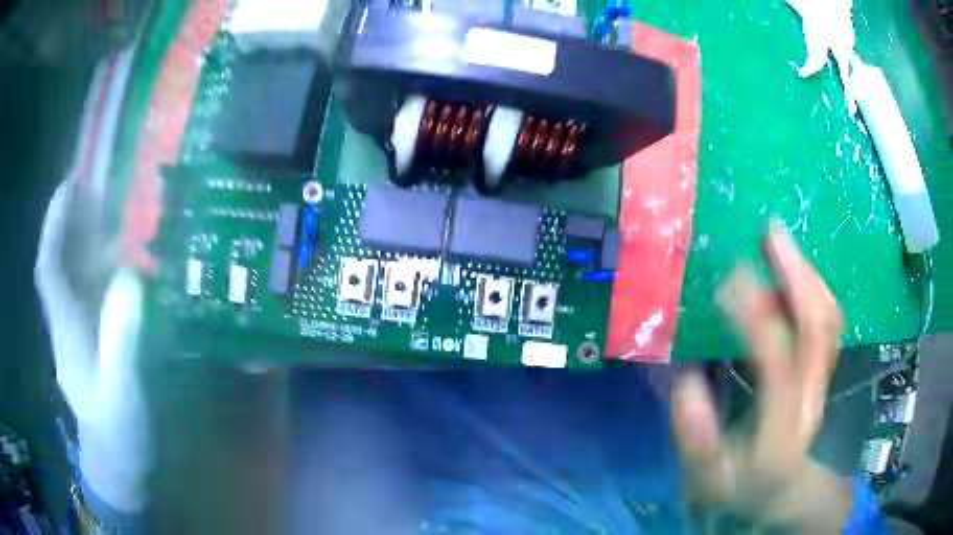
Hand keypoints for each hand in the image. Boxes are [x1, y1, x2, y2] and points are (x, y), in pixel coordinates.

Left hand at [35, 181, 151, 513]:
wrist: (117, 463)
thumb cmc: (118, 433)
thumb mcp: (122, 393)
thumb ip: (121, 339)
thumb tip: (129, 278)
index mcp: (66, 333)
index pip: (48, 269)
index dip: (54, 225)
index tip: (70, 184)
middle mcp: (66, 323)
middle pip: (59, 262)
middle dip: (71, 221)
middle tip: (99, 184)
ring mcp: (78, 331)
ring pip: (75, 276)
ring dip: (88, 241)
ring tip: (116, 213)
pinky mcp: (92, 339)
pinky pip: (91, 293)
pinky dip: (103, 269)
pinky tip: (124, 262)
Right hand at [672, 225, 849, 529]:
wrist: (778, 492)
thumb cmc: (737, 485)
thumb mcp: (705, 477)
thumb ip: (695, 435)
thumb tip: (686, 378)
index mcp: (780, 432)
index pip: (778, 365)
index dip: (756, 318)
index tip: (726, 281)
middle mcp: (809, 400)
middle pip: (819, 331)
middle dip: (797, 276)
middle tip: (769, 234)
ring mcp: (821, 383)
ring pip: (829, 321)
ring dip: (808, 276)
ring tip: (780, 243)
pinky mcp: (822, 373)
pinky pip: (828, 323)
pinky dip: (814, 289)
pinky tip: (795, 272)